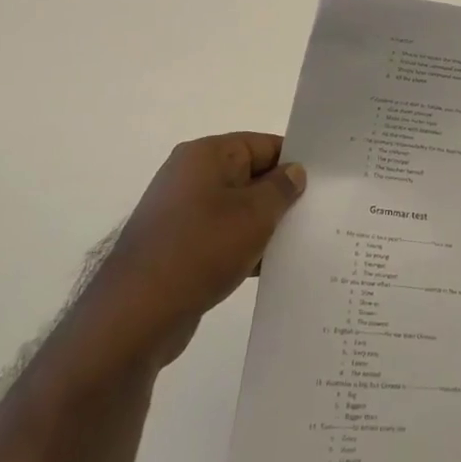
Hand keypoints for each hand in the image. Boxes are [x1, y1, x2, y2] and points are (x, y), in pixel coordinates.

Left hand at [92, 133, 305, 365]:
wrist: (136, 316)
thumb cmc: (201, 250)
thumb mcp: (255, 214)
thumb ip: (282, 188)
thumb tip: (294, 172)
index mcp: (206, 155)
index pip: (263, 145)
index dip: (294, 162)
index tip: (324, 183)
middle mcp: (190, 176)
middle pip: (250, 176)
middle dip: (281, 196)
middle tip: (319, 214)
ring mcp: (181, 213)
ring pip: (237, 209)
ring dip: (264, 226)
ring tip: (301, 243)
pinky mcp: (177, 247)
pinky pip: (221, 237)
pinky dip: (244, 247)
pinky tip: (270, 268)